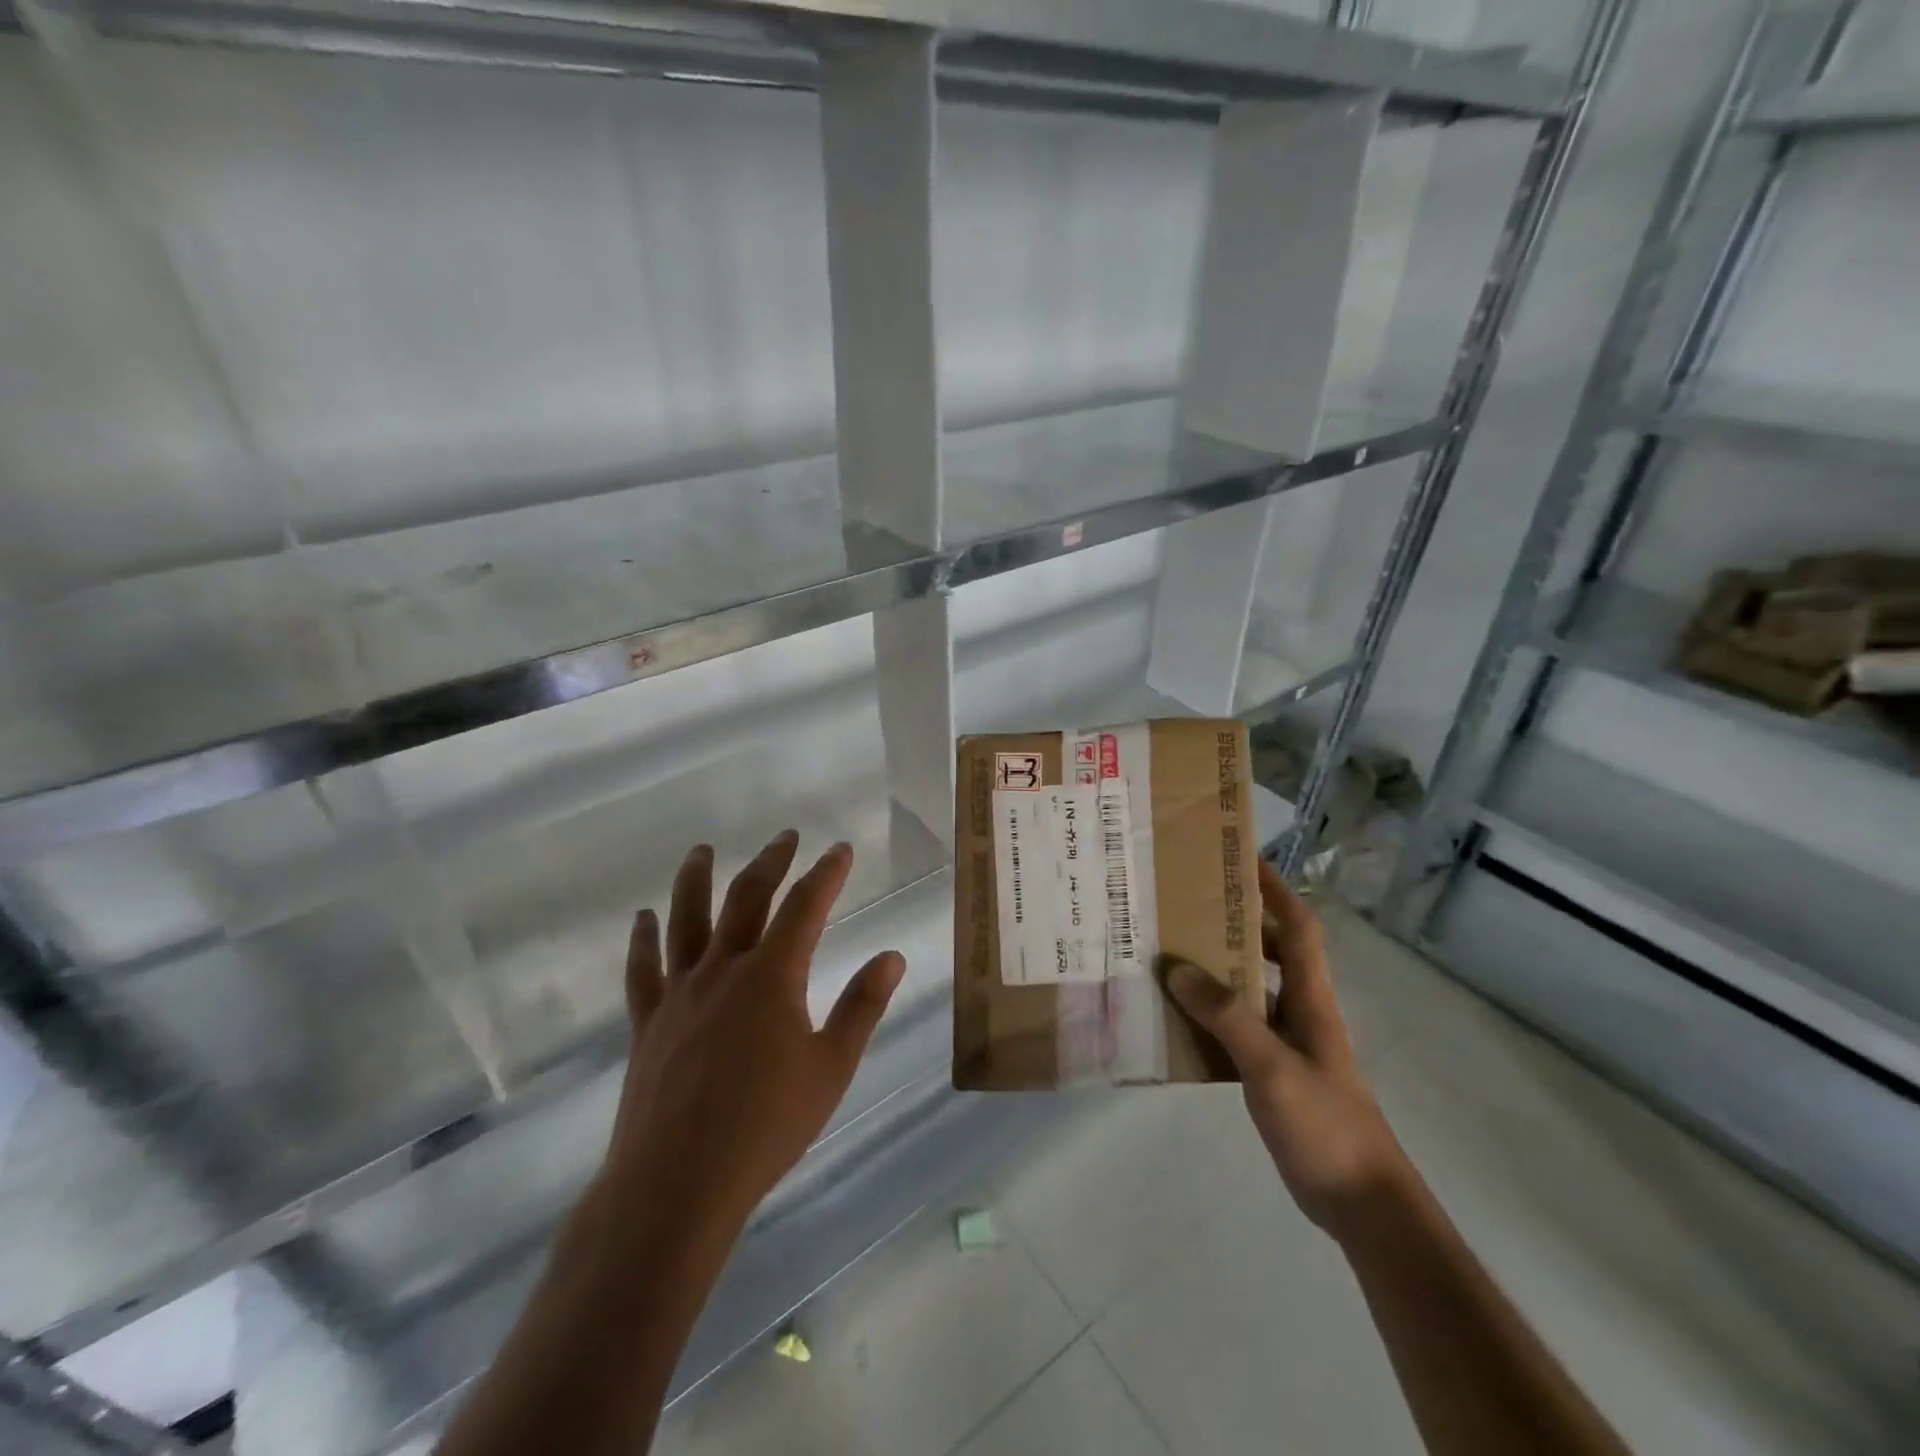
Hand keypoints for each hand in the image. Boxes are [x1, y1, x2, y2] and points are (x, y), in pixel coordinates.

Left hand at [601, 831, 906, 1233]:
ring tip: (702, 851)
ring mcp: (680, 992)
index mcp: (772, 976)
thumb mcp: (831, 1068)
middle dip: (770, 862)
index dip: (825, 874)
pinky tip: (644, 918)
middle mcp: (724, 969)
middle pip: (746, 898)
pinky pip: (642, 969)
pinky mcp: (649, 1021)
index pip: (805, 907)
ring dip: (696, 879)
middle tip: (785, 838)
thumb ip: (862, 1007)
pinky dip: (643, 939)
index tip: (839, 850)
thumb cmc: (766, 1126)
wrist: (677, 1183)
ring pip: (686, 919)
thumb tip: (892, 956)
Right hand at [1165, 858, 1409, 1234]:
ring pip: (1253, 987)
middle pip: (1273, 949)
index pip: (1299, 926)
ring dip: (1219, 966)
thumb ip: (1227, 1017)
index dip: (1275, 889)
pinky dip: (1212, 1011)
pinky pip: (1239, 1025)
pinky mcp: (1276, 1070)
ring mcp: (1290, 1042)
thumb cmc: (1326, 1126)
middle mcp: (1302, 1011)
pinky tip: (1179, 1016)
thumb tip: (1177, 968)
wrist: (1363, 1203)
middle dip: (1237, 921)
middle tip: (1187, 905)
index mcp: (1311, 999)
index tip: (1241, 860)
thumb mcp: (1273, 1068)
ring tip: (1171, 951)